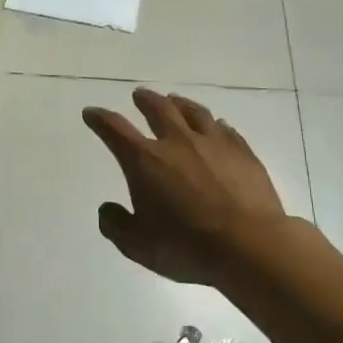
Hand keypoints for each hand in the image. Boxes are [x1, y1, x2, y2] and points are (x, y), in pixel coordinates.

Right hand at [82, 89, 285, 287]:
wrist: (250, 247)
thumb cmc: (187, 247)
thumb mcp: (138, 246)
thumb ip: (116, 225)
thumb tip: (107, 209)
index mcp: (145, 161)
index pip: (115, 129)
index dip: (100, 119)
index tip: (91, 113)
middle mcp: (177, 142)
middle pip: (158, 109)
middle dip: (144, 100)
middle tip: (139, 95)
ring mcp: (213, 143)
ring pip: (193, 111)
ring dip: (179, 103)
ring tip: (174, 100)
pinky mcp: (243, 152)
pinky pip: (225, 129)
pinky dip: (214, 124)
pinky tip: (216, 125)